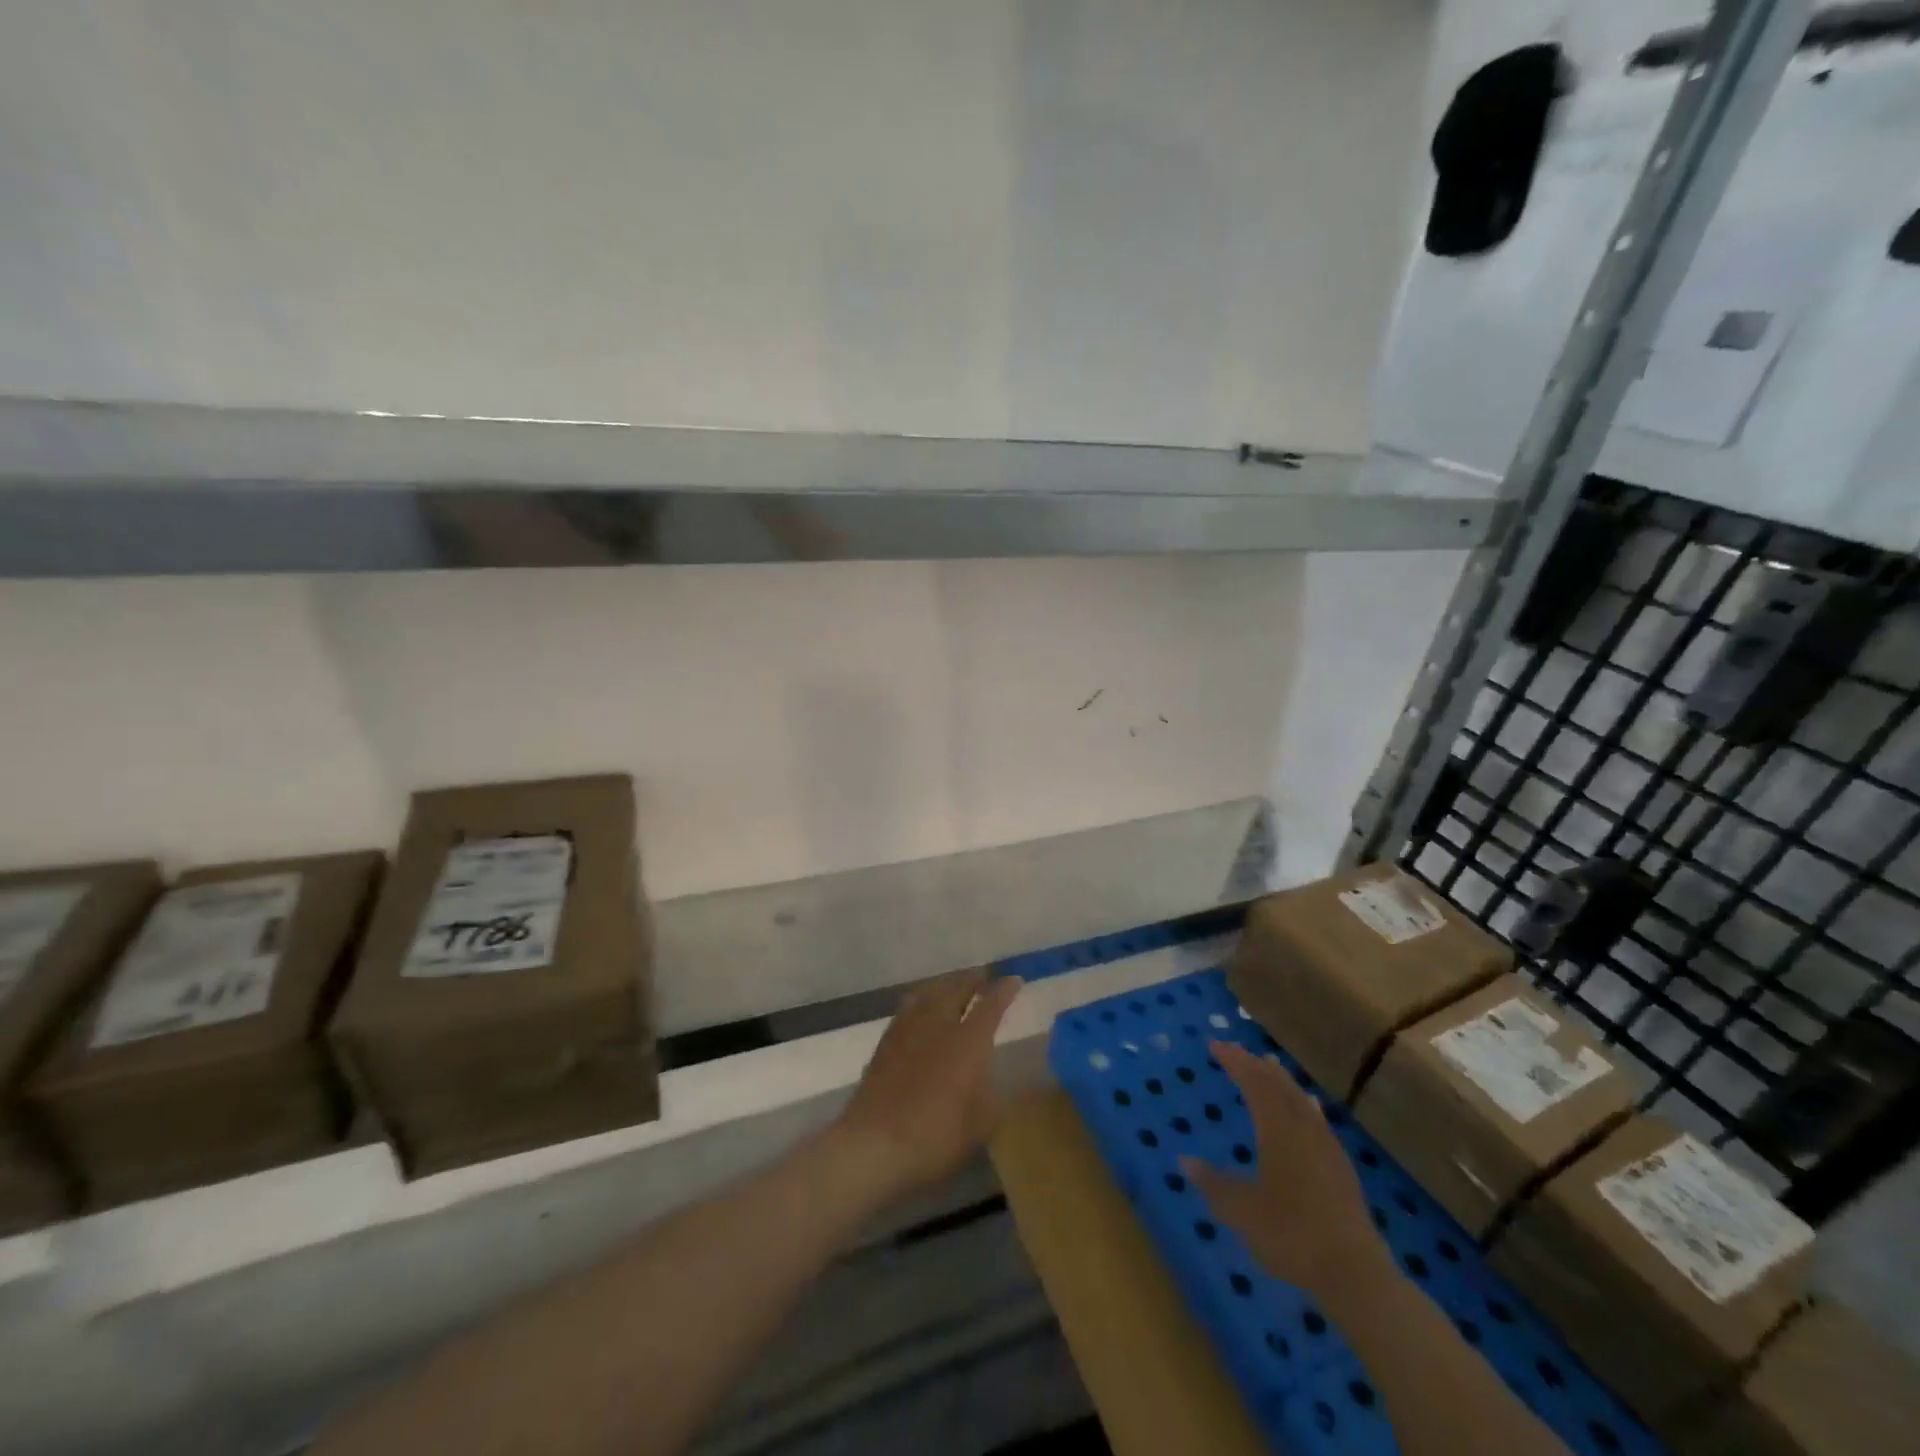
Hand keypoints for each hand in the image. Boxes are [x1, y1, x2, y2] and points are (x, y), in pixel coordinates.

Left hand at [832, 967, 1021, 1199]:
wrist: (874, 1144)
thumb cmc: (935, 1138)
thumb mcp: (980, 1127)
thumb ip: (994, 1098)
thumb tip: (1000, 1081)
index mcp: (968, 1042)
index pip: (990, 1006)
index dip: (1004, 991)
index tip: (1014, 980)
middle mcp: (939, 1025)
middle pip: (957, 989)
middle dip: (973, 979)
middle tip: (984, 975)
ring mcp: (909, 1030)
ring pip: (931, 992)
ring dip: (947, 984)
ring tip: (955, 984)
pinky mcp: (886, 1041)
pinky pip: (908, 1007)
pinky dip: (921, 999)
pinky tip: (920, 1006)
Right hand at [1182, 1042, 1392, 1296]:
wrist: (1355, 1274)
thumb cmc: (1292, 1235)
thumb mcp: (1242, 1211)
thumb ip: (1213, 1184)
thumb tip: (1185, 1160)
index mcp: (1278, 1130)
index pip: (1254, 1083)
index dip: (1235, 1061)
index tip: (1215, 1045)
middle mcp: (1303, 1129)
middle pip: (1279, 1085)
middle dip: (1256, 1065)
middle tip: (1237, 1051)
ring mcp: (1326, 1147)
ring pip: (1301, 1099)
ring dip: (1281, 1080)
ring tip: (1269, 1066)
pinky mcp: (1340, 1167)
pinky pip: (1317, 1118)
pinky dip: (1303, 1103)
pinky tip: (1309, 1107)